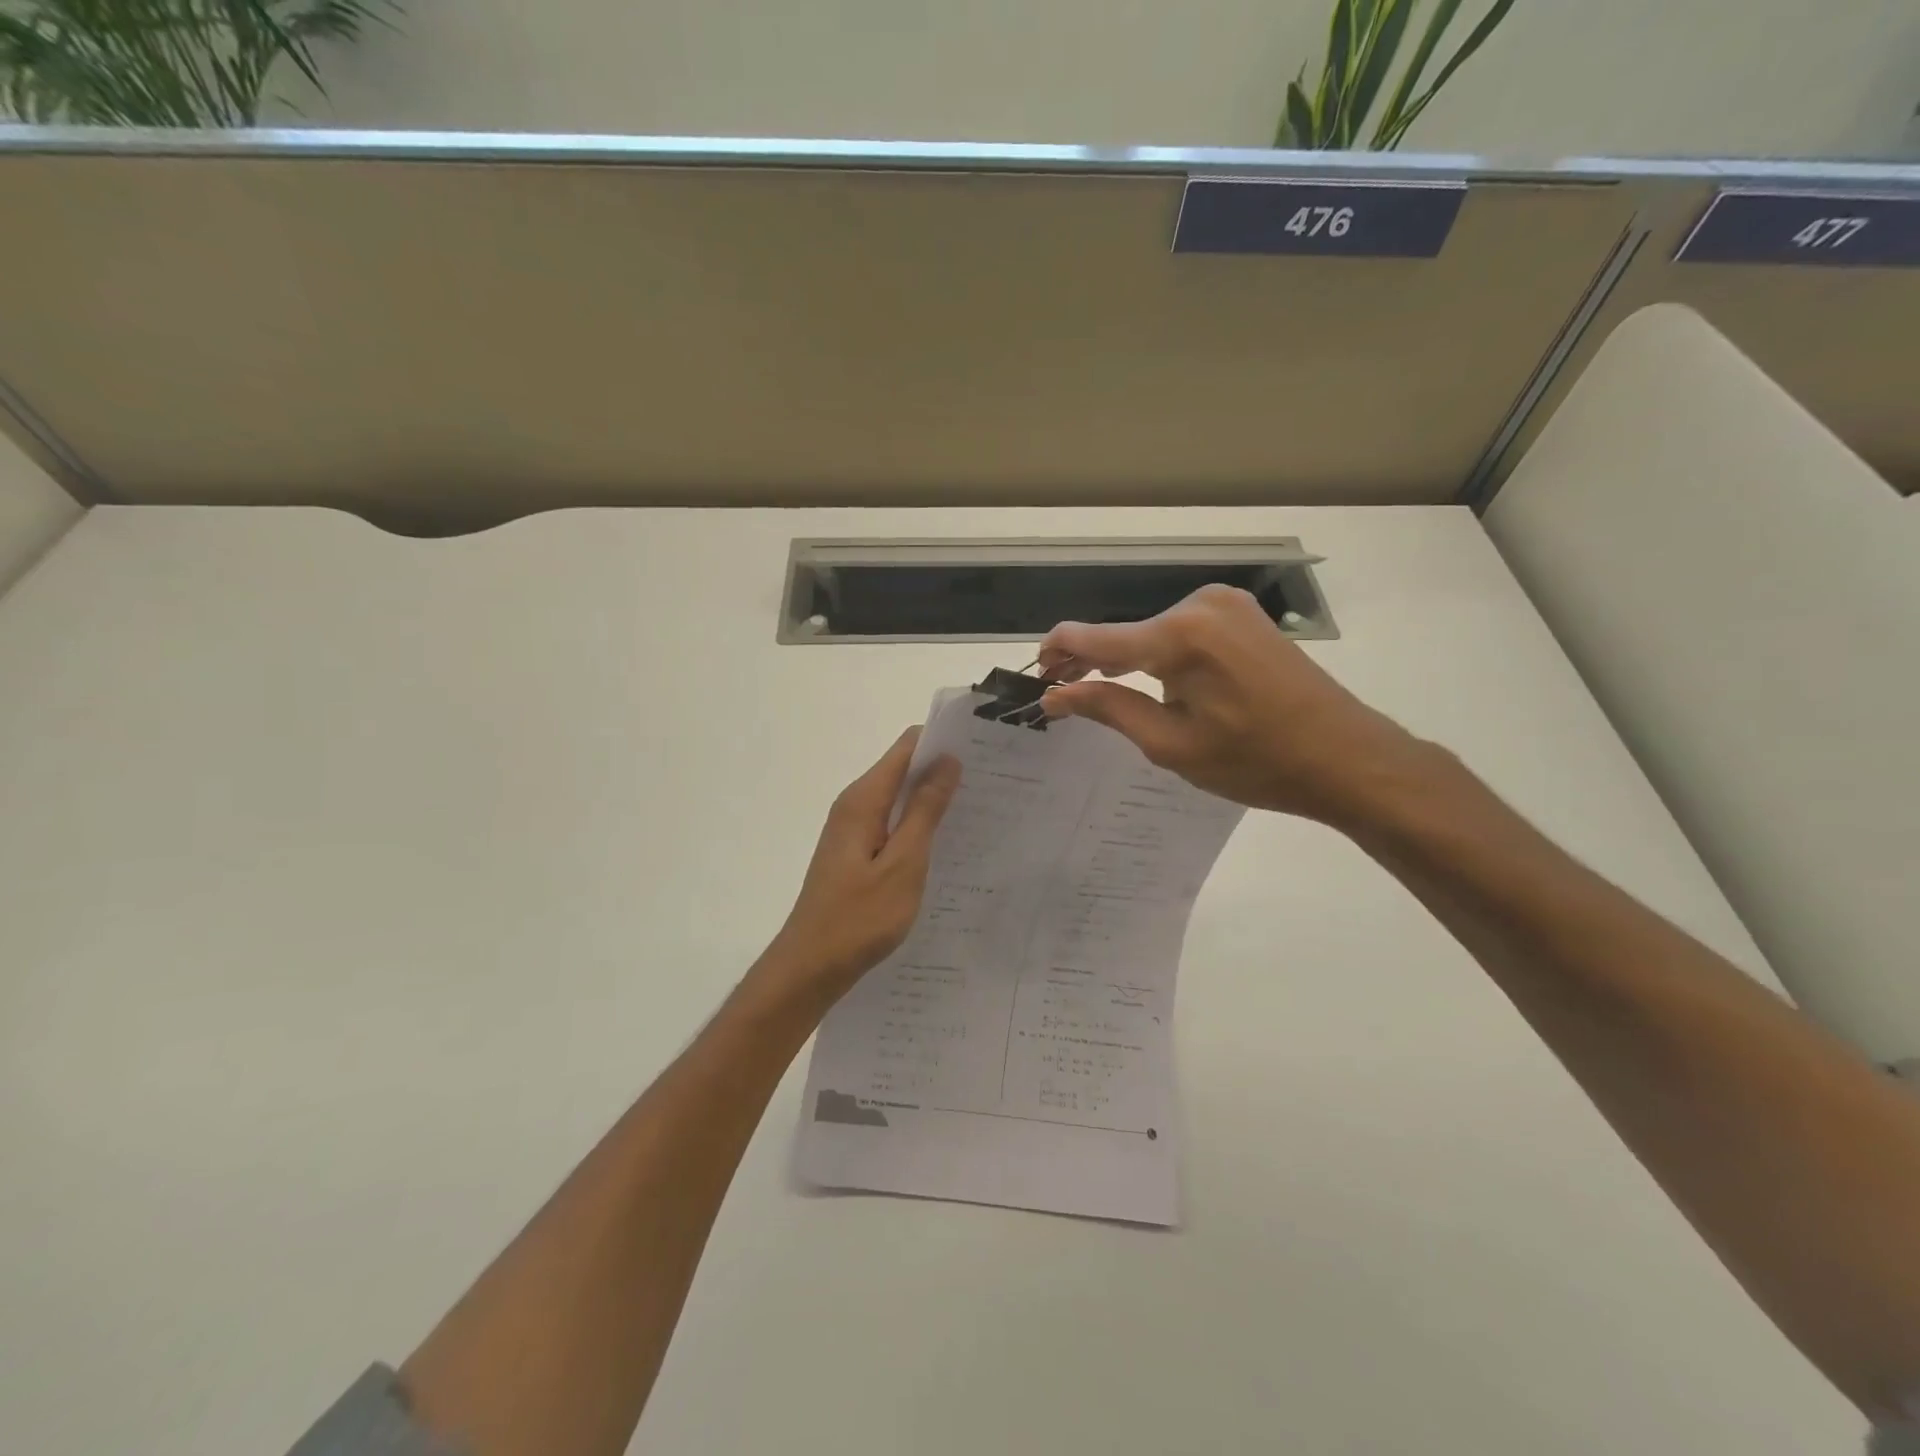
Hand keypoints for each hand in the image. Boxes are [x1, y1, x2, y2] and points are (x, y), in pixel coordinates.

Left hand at [756, 727, 960, 1007]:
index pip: (907, 747)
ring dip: (933, 800)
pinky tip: (946, 844)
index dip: (943, 742)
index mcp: (863, 800)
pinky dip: (918, 825)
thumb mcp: (903, 864)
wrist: (811, 966)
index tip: (984, 750)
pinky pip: (892, 824)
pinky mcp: (855, 853)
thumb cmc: (859, 917)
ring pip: (899, 799)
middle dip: (943, 770)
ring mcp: (852, 830)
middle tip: (991, 784)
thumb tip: (947, 760)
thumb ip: (925, 811)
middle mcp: (855, 805)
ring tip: (979, 811)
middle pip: (902, 769)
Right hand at [1039, 584, 1431, 823]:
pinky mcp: (1243, 614)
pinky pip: (1182, 630)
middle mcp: (1199, 603)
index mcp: (1180, 634)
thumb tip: (1054, 694)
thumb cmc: (1256, 762)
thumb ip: (1108, 708)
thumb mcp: (1171, 744)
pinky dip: (1160, 653)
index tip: (1035, 676)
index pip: (1094, 637)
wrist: (1348, 756)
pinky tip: (1155, 681)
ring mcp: (1226, 603)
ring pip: (1152, 631)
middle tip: (1063, 694)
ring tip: (1105, 693)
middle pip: (1124, 632)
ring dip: (1127, 659)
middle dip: (1090, 661)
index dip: (1056, 654)